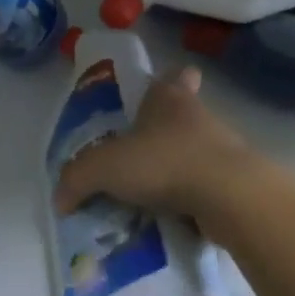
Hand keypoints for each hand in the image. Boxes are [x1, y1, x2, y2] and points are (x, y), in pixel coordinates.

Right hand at [55, 65, 258, 225]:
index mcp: (170, 98)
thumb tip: (60, 199)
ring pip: (192, 153)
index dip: (167, 80)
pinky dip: (188, 201)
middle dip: (161, 133)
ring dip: (174, 171)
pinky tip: (168, 221)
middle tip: (135, 157)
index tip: (155, 95)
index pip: (174, 75)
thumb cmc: (165, 162)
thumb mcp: (106, 167)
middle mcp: (198, 116)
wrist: (230, 197)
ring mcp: (221, 149)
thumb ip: (78, 178)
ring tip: (145, 197)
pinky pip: (204, 189)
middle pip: (180, 116)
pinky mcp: (234, 183)